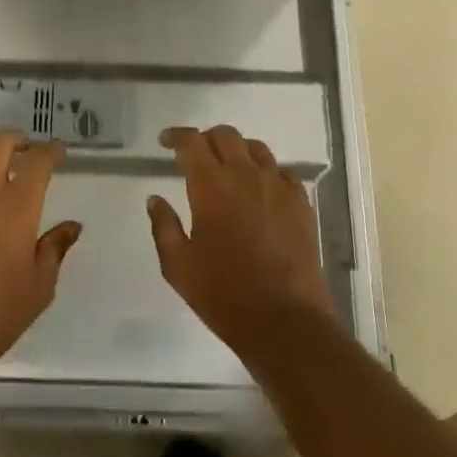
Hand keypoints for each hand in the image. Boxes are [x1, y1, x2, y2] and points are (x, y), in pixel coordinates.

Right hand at [148, 125, 336, 361]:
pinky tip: (260, 189)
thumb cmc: (223, 294)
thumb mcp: (178, 266)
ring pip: (256, 148)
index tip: (166, 141)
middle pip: (225, 136)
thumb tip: (155, 199)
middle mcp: (245, 175)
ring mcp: (278, 186)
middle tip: (195, 155)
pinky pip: (282, 172)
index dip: (177, 136)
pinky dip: (266, 171)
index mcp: (211, 186)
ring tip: (228, 167)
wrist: (285, 321)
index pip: (192, 142)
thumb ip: (164, 226)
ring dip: (237, 150)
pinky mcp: (301, 203)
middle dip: (206, 139)